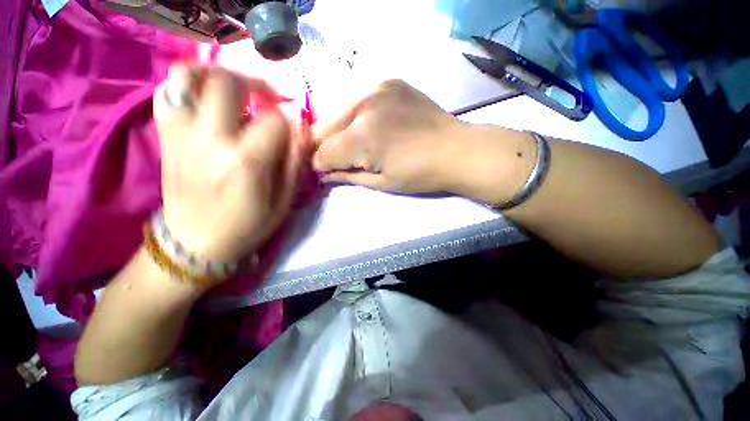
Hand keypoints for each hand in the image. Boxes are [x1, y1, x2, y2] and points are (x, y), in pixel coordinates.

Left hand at [154, 64, 309, 263]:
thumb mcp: (284, 201)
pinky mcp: (165, 136)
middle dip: (257, 83)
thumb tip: (301, 131)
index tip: (295, 128)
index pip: (274, 120)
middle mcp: (208, 140)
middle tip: (270, 99)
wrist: (193, 243)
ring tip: (237, 90)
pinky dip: (189, 85)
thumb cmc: (246, 226)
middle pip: (229, 83)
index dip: (290, 119)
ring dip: (218, 75)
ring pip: (188, 76)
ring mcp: (180, 135)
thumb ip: (295, 163)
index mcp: (244, 163)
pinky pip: (169, 93)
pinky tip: (207, 99)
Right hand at [312, 80, 468, 193]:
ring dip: (336, 128)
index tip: (327, 172)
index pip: (322, 153)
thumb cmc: (420, 175)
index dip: (321, 166)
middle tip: (339, 157)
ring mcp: (375, 88)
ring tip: (353, 141)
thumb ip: (348, 176)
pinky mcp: (387, 81)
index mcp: (361, 138)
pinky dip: (353, 112)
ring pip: (334, 109)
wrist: (456, 150)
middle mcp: (362, 106)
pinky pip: (355, 96)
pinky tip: (367, 123)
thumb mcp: (382, 183)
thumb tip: (323, 176)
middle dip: (325, 147)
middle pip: (321, 128)